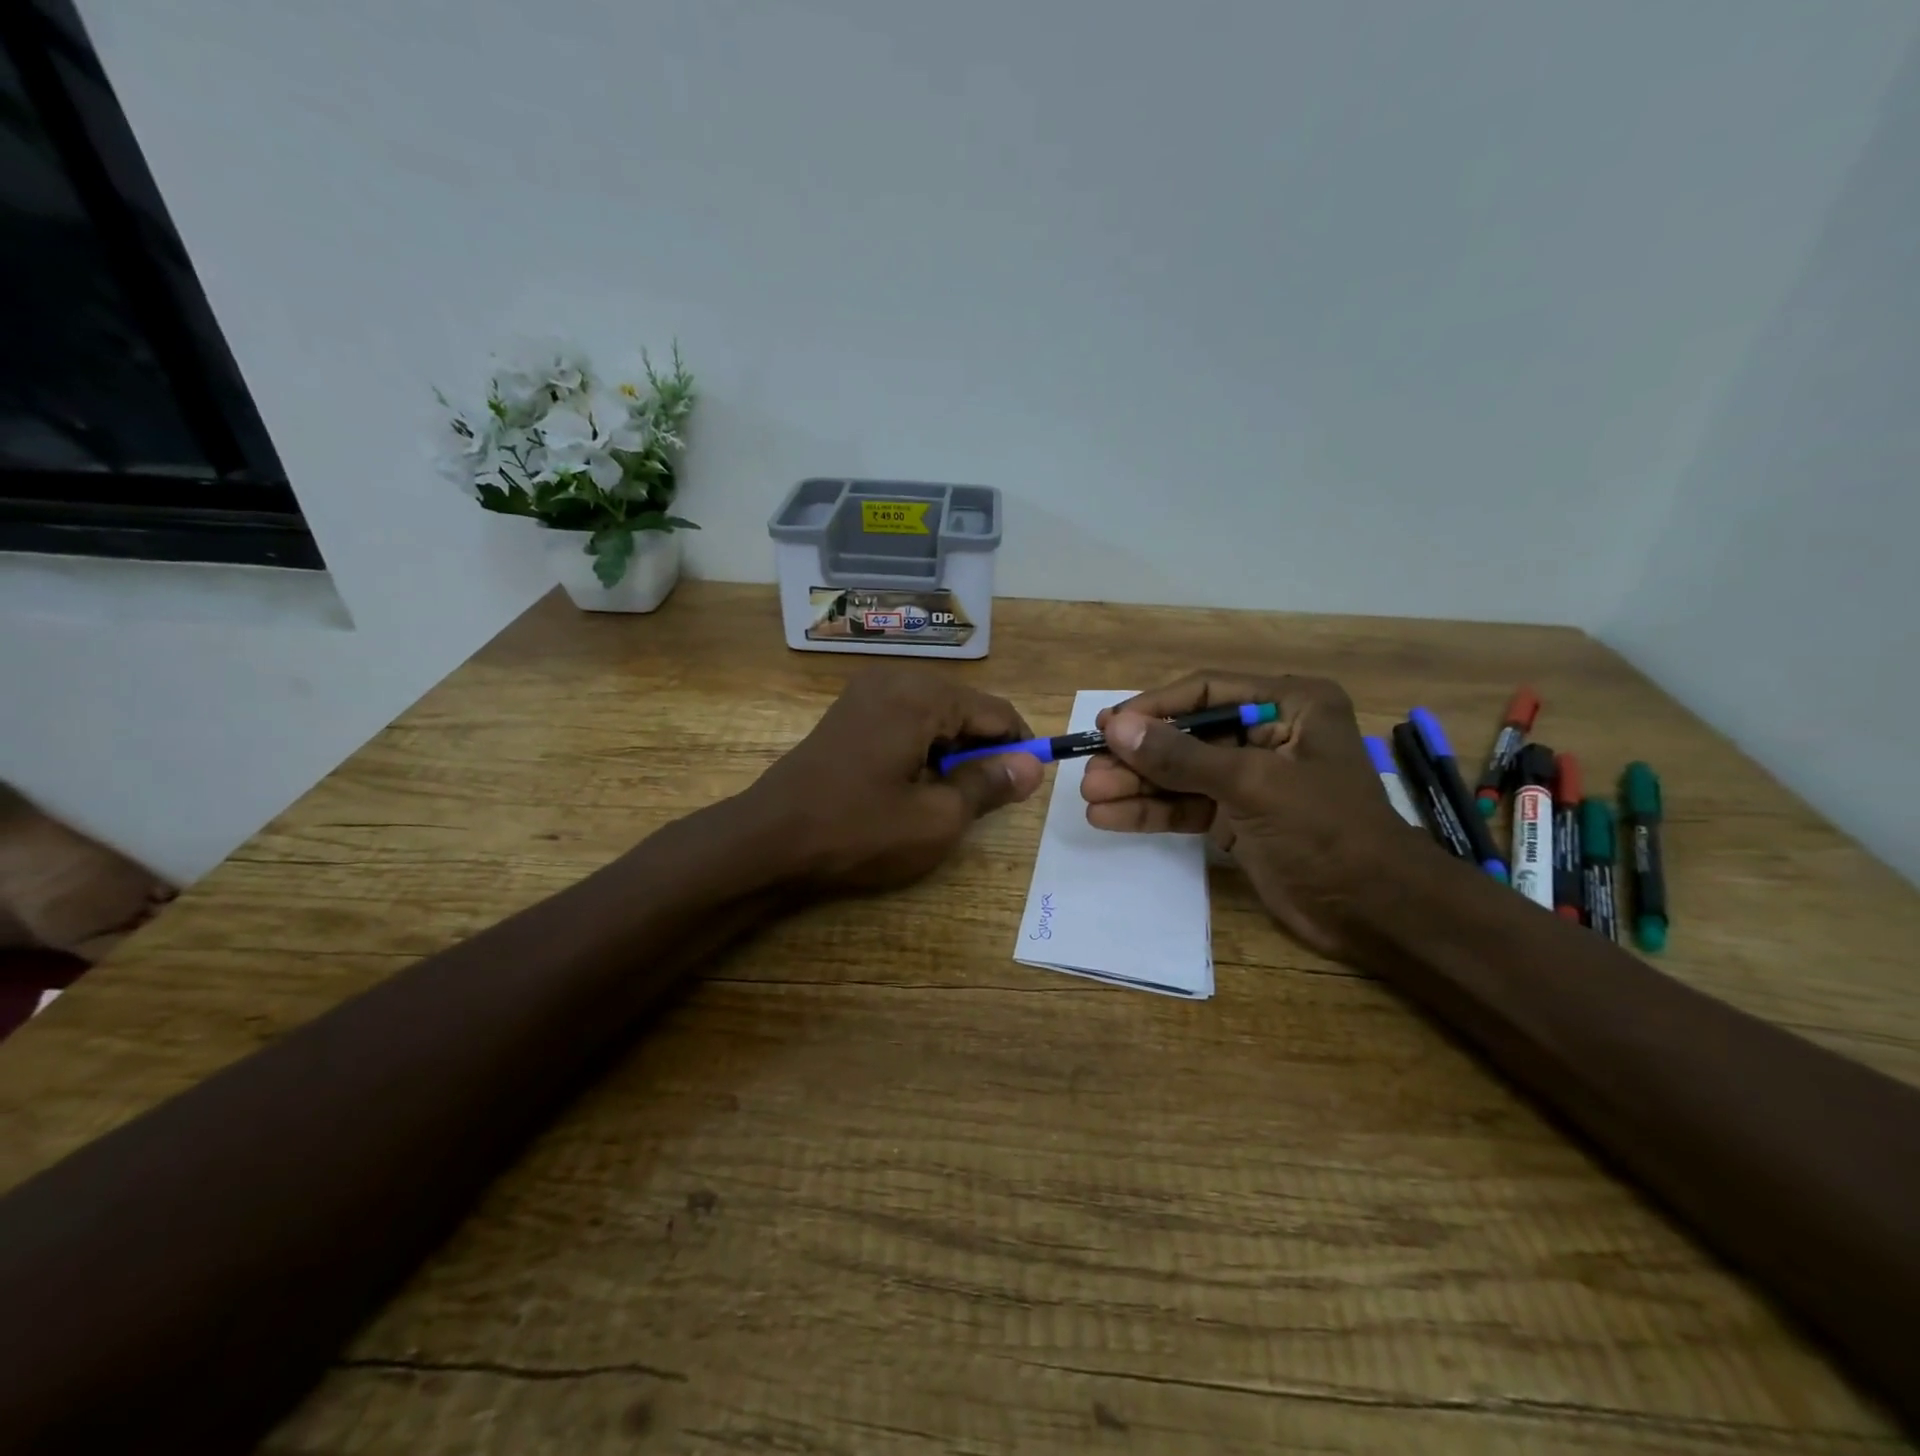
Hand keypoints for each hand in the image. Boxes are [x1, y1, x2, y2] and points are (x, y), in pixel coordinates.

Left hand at [744, 667, 1043, 893]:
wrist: (768, 840)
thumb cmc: (858, 830)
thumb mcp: (937, 818)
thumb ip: (989, 785)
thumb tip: (1031, 766)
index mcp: (922, 695)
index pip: (996, 712)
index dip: (1020, 748)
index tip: (1027, 786)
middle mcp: (896, 679)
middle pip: (965, 709)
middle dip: (982, 751)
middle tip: (980, 801)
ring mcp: (866, 692)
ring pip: (936, 716)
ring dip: (951, 752)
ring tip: (943, 798)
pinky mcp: (849, 712)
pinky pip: (906, 720)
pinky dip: (922, 748)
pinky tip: (910, 784)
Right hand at [1080, 671, 1425, 957]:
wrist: (1374, 912)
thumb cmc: (1325, 831)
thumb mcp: (1253, 785)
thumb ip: (1182, 756)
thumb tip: (1116, 727)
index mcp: (1290, 705)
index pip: (1206, 692)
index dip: (1153, 708)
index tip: (1107, 726)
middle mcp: (1268, 734)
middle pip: (1187, 736)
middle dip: (1139, 756)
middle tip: (1090, 771)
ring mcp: (1250, 779)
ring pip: (1181, 774)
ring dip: (1137, 785)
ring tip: (1091, 797)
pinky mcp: (1238, 818)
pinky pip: (1186, 806)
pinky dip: (1151, 812)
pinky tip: (1111, 818)